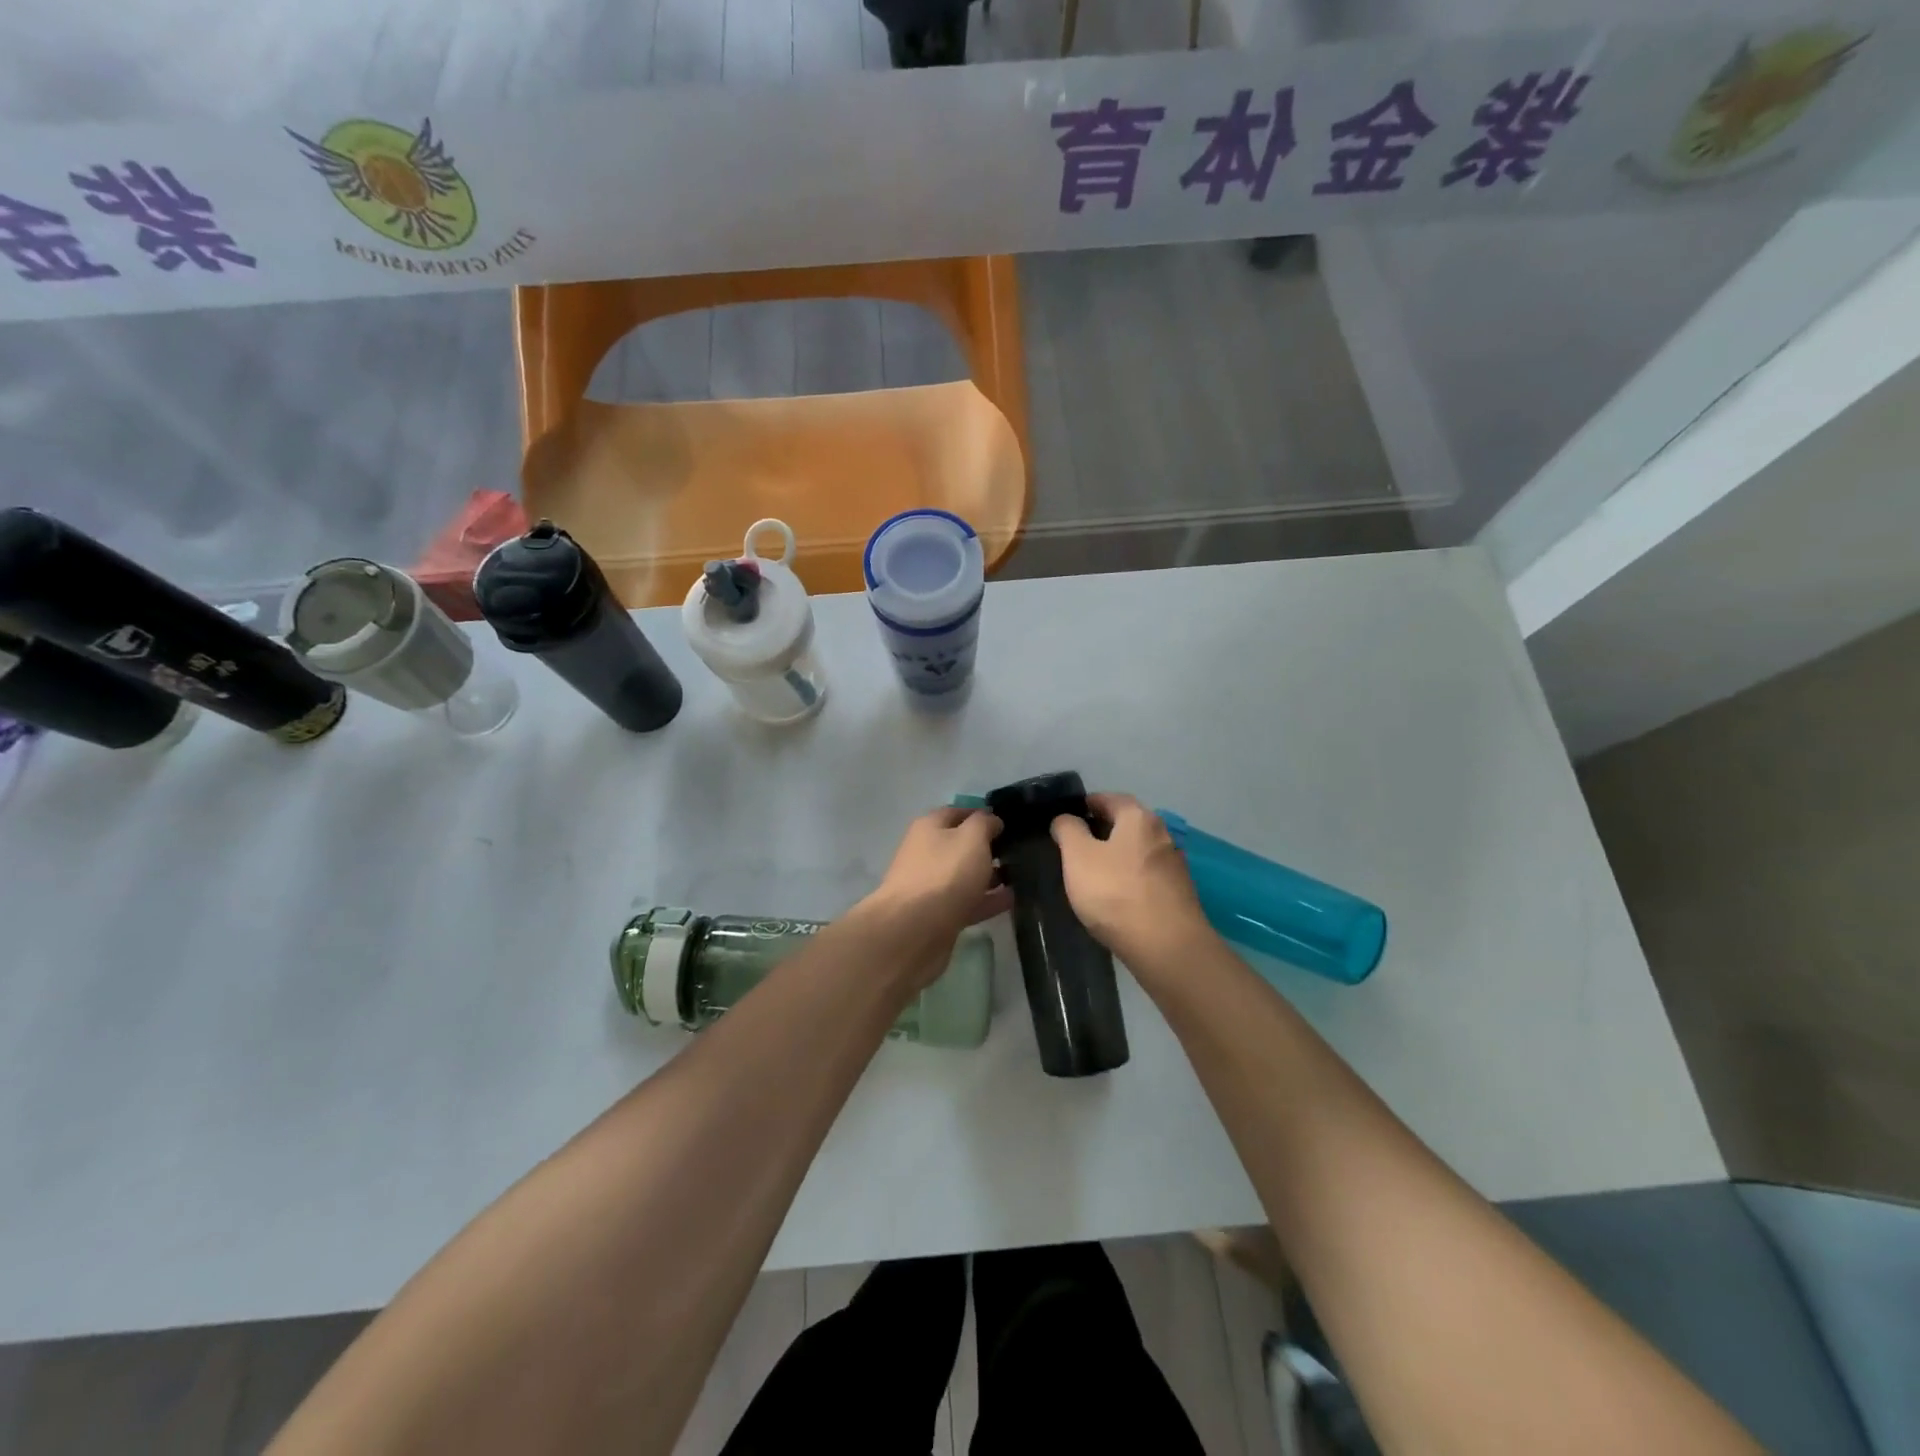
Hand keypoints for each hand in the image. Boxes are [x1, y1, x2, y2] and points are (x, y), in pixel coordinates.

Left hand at [868, 806, 1012, 934]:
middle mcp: (927, 852)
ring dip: (990, 875)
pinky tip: (1012, 900)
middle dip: (988, 847)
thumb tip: (991, 820)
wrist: (915, 929)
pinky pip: (968, 901)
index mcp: (929, 827)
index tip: (1009, 823)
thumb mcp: (971, 838)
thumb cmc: (945, 873)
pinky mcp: (939, 914)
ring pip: (966, 875)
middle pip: (961, 845)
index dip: (983, 815)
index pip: (958, 812)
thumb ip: (984, 823)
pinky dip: (988, 900)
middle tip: (1020, 851)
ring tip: (1022, 876)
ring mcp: (931, 885)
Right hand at [1052, 793, 1207, 966]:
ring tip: (1090, 875)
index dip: (1084, 805)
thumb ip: (1068, 830)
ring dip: (1115, 857)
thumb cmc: (1116, 892)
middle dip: (1100, 832)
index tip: (1064, 820)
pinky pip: (1146, 877)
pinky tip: (1114, 898)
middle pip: (1125, 824)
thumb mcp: (1078, 856)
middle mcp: (1162, 834)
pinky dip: (1128, 880)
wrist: (1166, 947)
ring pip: (1136, 852)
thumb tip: (1066, 818)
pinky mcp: (1178, 894)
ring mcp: (1174, 865)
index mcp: (1139, 817)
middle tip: (1072, 848)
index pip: (1109, 798)